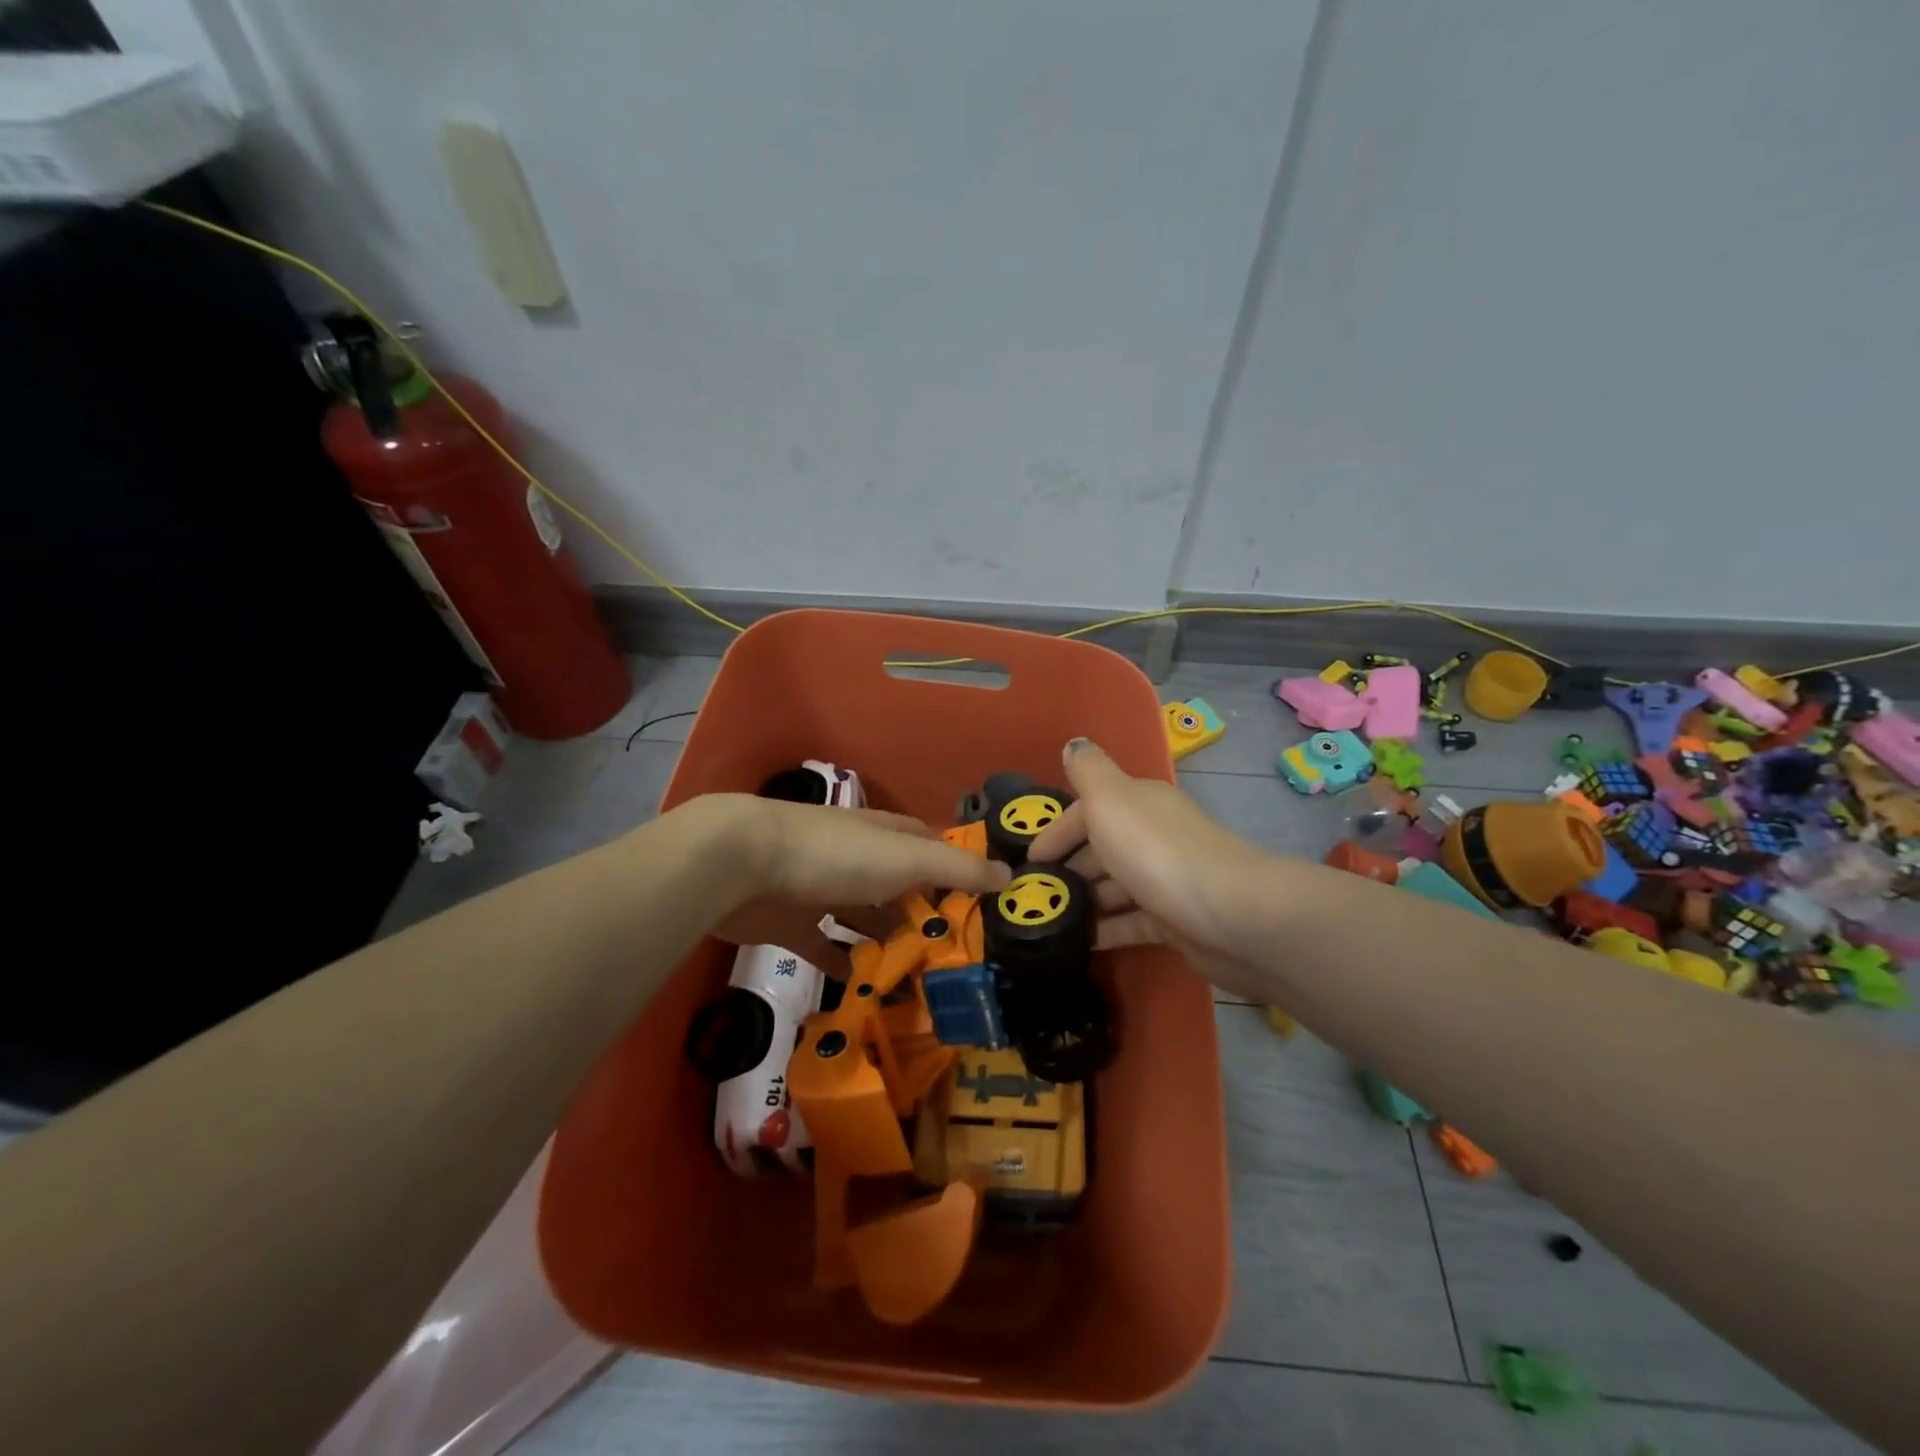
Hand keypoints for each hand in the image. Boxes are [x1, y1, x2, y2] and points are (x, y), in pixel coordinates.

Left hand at [680, 795, 1009, 975]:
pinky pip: (824, 947)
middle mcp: (858, 859)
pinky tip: (860, 990)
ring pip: (864, 919)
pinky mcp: (792, 922)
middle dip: (923, 918)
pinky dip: (841, 965)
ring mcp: (822, 889)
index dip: (957, 873)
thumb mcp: (907, 858)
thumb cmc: (835, 855)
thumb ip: (958, 868)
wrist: (742, 865)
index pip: (931, 850)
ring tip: (917, 983)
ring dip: (886, 944)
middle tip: (953, 962)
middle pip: (899, 888)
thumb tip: (1011, 875)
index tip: (982, 911)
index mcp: (886, 837)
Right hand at [1027, 739, 1289, 993]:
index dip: (1056, 831)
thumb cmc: (1157, 852)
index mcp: (1139, 804)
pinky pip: (1131, 922)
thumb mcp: (1111, 799)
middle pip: (1102, 848)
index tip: (1028, 859)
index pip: (1089, 810)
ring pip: (1115, 886)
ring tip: (1047, 919)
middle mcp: (1154, 836)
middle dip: (1067, 867)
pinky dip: (1106, 929)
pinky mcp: (1176, 921)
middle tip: (1032, 894)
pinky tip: (1079, 942)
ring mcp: (1166, 880)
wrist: (1232, 915)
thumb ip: (1088, 771)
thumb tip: (1074, 743)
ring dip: (1083, 899)